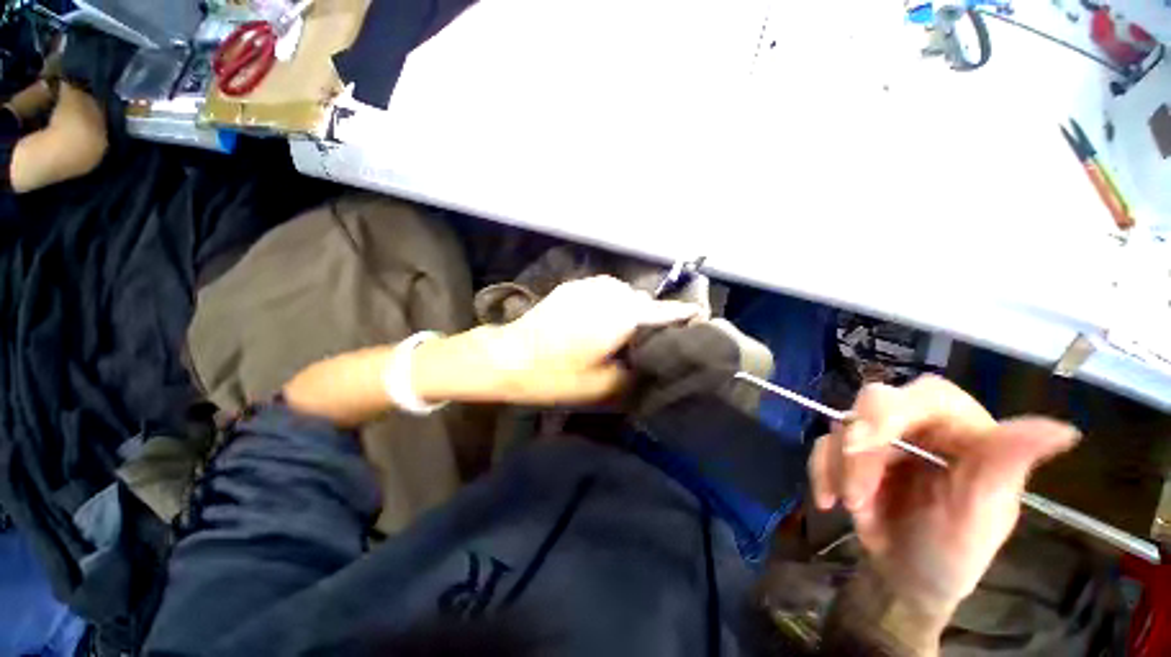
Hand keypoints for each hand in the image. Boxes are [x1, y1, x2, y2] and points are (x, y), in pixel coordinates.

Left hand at [488, 276, 699, 403]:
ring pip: (625, 294)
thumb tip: (656, 366)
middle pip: (645, 301)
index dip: (686, 315)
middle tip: (653, 339)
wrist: (509, 357)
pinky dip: (612, 303)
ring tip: (627, 332)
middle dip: (654, 317)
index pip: (666, 311)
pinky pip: (604, 291)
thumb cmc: (556, 376)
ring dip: (631, 309)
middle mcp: (610, 292)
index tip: (701, 319)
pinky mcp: (573, 286)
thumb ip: (638, 375)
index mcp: (622, 315)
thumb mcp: (604, 387)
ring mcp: (589, 285)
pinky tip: (602, 321)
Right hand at [809, 376, 1079, 619]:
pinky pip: (822, 446)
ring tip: (857, 512)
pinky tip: (829, 501)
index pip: (928, 395)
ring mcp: (881, 435)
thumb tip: (1062, 430)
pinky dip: (821, 472)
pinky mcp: (850, 449)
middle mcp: (921, 422)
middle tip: (855, 496)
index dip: (890, 412)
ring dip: (840, 470)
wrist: (905, 576)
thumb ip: (1006, 467)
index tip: (862, 445)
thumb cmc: (953, 554)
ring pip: (841, 426)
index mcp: (964, 428)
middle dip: (857, 450)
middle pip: (872, 404)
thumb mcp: (983, 517)